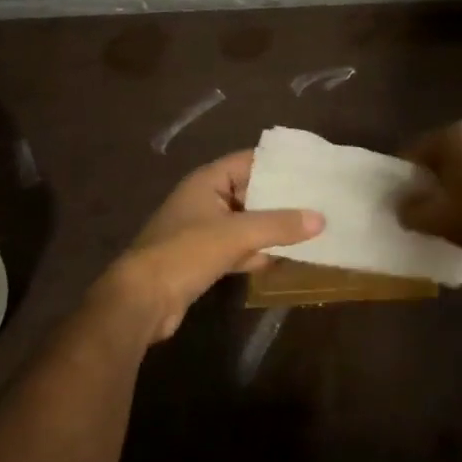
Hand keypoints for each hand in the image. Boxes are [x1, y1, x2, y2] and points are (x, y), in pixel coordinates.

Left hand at [96, 151, 321, 342]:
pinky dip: (258, 252)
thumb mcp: (236, 234)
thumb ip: (278, 225)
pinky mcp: (203, 259)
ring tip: (311, 228)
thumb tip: (320, 218)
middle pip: (250, 192)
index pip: (249, 161)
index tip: (311, 168)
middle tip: (319, 200)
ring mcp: (203, 230)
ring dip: (272, 228)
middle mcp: (205, 199)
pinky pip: (238, 248)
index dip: (279, 164)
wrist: (141, 301)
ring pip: (246, 223)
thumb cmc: (185, 253)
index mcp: (207, 181)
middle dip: (281, 199)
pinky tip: (284, 258)